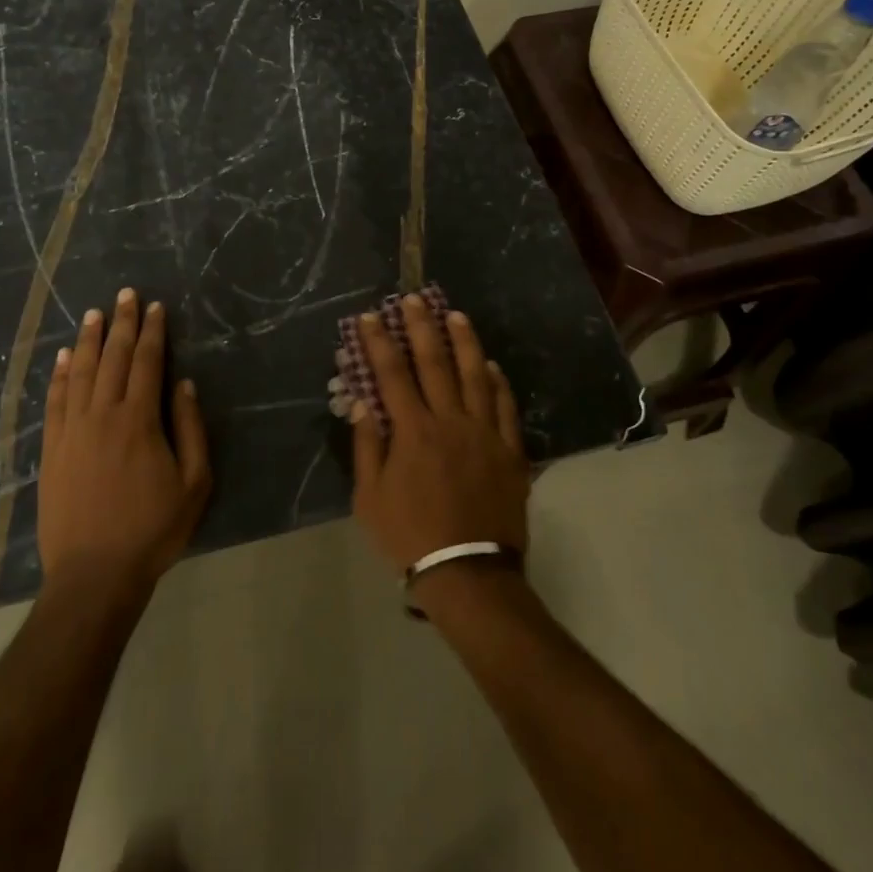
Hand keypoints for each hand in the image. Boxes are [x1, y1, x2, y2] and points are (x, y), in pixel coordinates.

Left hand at [38, 289, 210, 591]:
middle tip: (125, 294)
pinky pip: (54, 401)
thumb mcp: (194, 483)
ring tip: (94, 313)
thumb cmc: (153, 529)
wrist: (94, 574)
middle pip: (112, 358)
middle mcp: (103, 415)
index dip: (152, 332)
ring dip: (87, 339)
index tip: (155, 307)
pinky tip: (62, 357)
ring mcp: (72, 431)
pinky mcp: (52, 449)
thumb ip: (190, 429)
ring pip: (79, 372)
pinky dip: (58, 375)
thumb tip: (184, 384)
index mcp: (139, 420)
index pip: (146, 363)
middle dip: (121, 323)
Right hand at [350, 293, 527, 572]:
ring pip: (475, 376)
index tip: (370, 317)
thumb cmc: (410, 536)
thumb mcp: (370, 497)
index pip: (392, 374)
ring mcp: (484, 433)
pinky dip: (498, 383)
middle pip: (434, 363)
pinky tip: (491, 366)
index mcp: (413, 431)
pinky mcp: (510, 451)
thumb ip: (368, 446)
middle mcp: (449, 421)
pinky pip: (505, 407)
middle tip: (413, 299)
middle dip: (421, 327)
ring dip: (464, 342)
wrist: (468, 572)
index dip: (379, 342)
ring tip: (455, 315)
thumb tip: (362, 403)